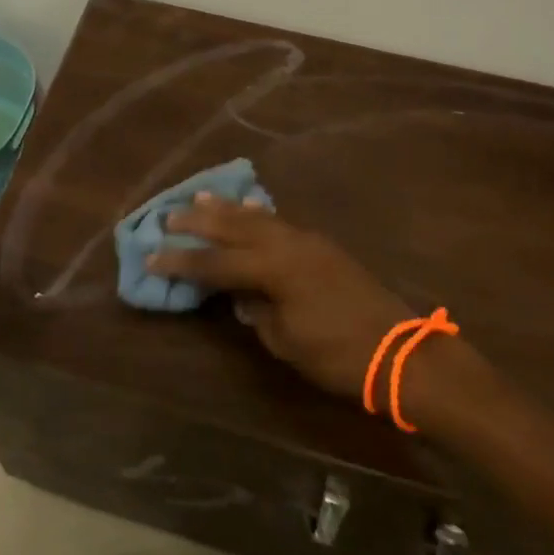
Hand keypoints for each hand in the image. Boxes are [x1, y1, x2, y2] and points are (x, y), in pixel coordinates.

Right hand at [148, 196, 413, 399]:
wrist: (401, 352)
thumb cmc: (339, 355)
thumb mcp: (287, 341)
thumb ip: (257, 313)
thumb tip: (240, 296)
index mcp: (274, 269)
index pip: (216, 262)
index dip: (182, 261)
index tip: (152, 256)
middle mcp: (288, 245)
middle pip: (234, 228)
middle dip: (199, 223)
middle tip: (169, 216)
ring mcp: (308, 241)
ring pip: (258, 218)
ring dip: (227, 210)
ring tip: (200, 198)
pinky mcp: (322, 246)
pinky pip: (278, 223)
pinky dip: (255, 216)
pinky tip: (247, 211)